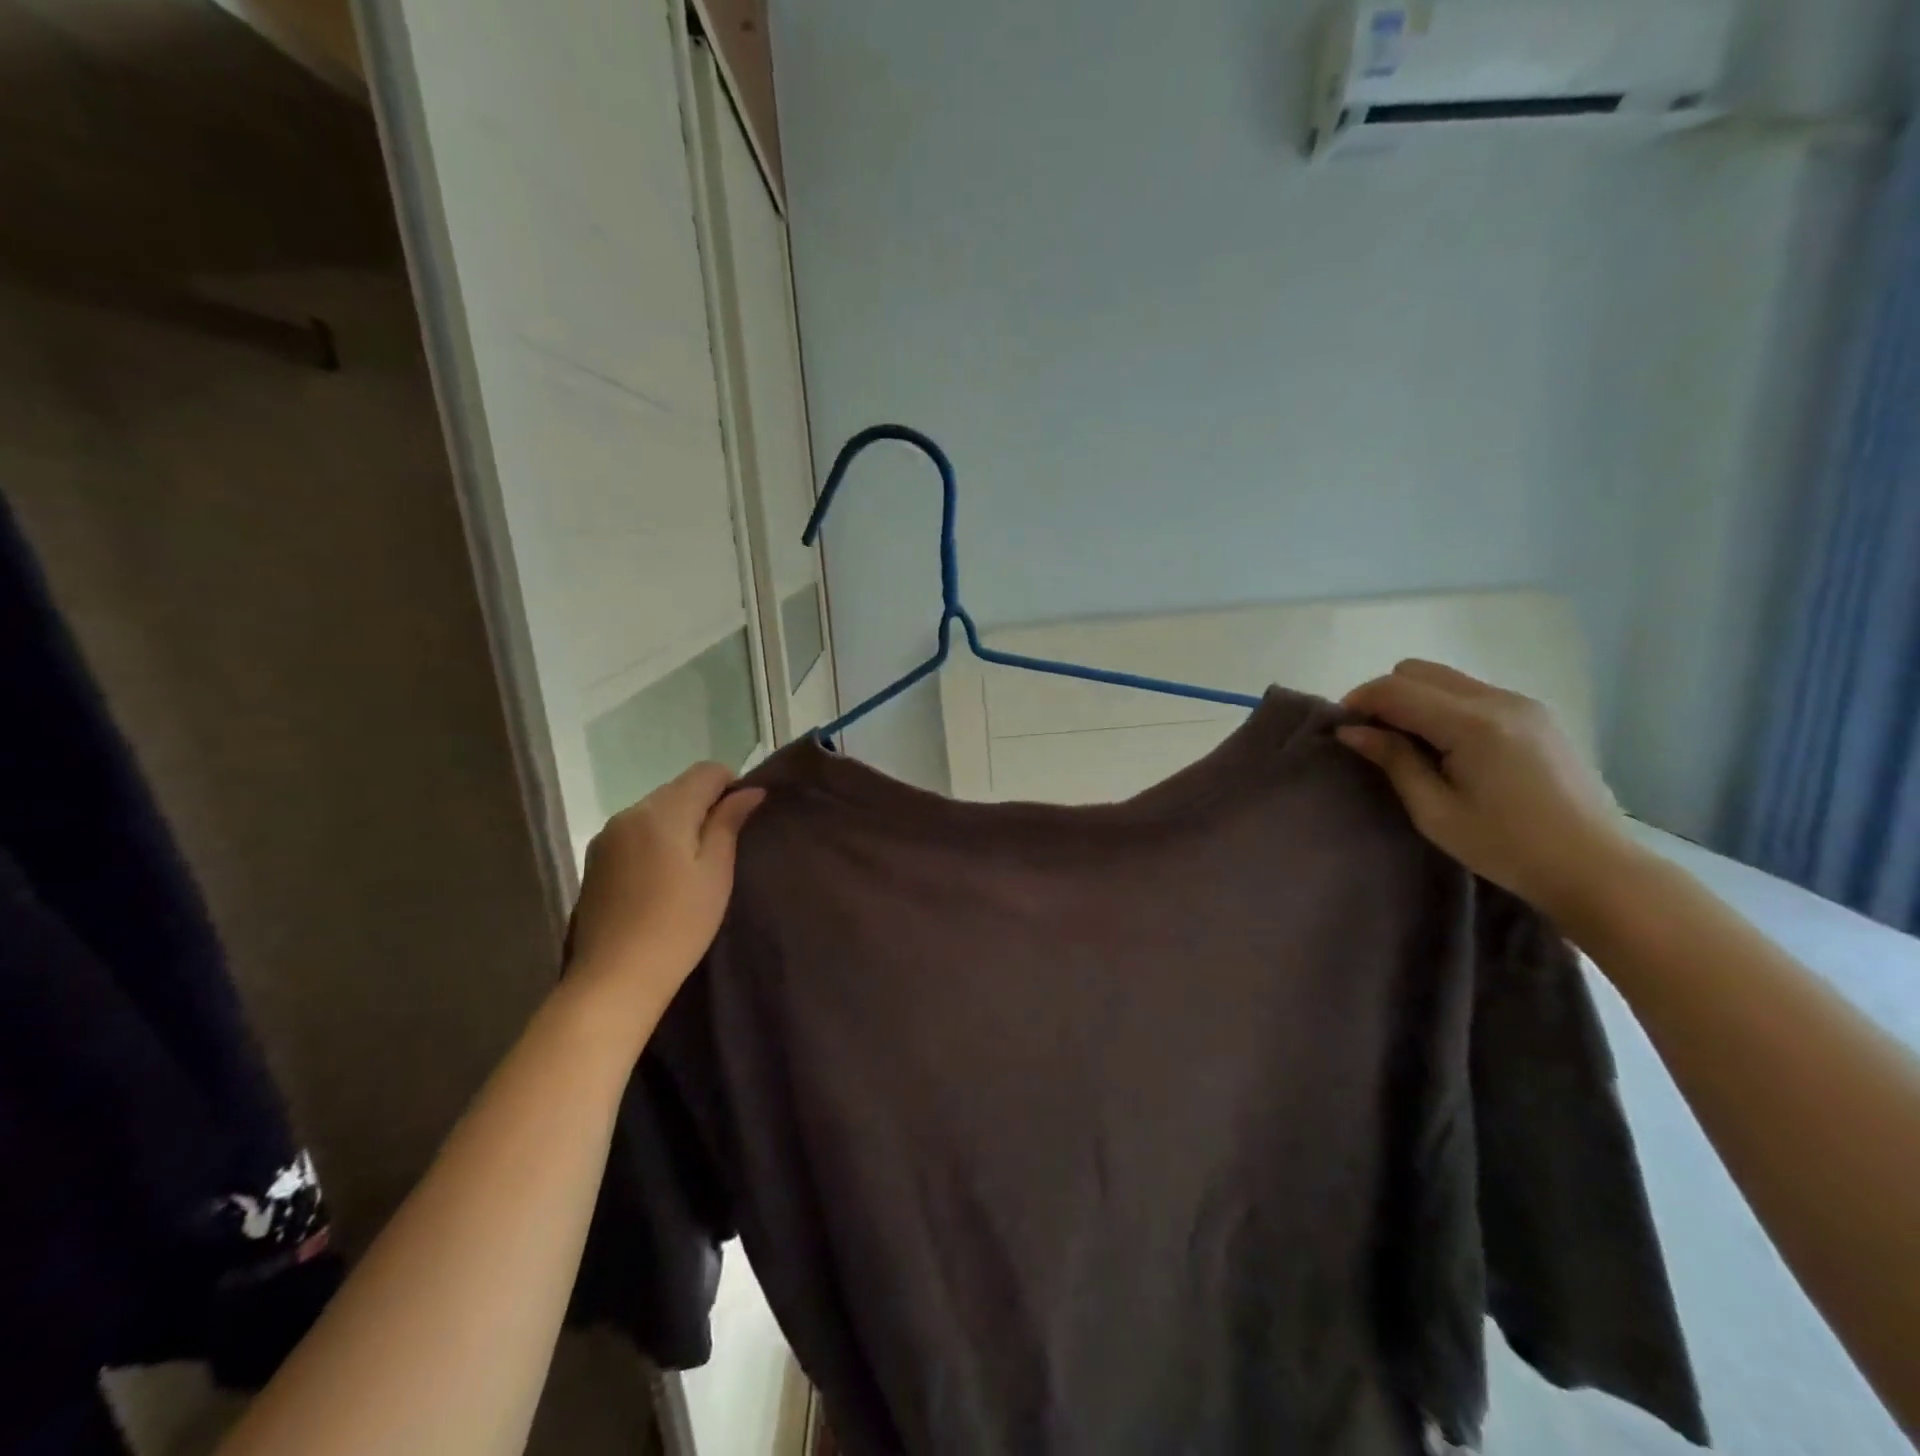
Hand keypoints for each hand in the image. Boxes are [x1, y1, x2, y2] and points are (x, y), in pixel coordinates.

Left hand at [568, 763, 764, 1006]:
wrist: (615, 978)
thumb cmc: (679, 924)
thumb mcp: (716, 872)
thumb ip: (729, 823)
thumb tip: (749, 790)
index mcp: (663, 811)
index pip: (706, 772)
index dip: (731, 785)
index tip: (743, 818)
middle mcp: (631, 812)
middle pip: (678, 788)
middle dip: (705, 804)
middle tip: (724, 845)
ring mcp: (608, 835)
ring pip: (657, 808)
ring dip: (680, 821)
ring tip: (694, 862)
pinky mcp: (597, 858)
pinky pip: (636, 830)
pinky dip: (657, 838)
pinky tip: (664, 874)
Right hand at [1337, 661, 1637, 921]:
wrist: (1596, 867)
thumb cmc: (1506, 847)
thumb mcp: (1435, 811)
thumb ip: (1394, 761)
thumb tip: (1352, 731)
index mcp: (1471, 724)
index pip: (1395, 689)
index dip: (1359, 702)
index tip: (1344, 731)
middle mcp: (1499, 700)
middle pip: (1418, 671)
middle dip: (1386, 697)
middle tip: (1377, 739)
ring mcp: (1524, 704)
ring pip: (1446, 679)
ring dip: (1416, 702)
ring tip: (1413, 748)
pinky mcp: (1537, 716)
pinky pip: (1473, 693)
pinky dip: (1445, 708)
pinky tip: (1450, 750)